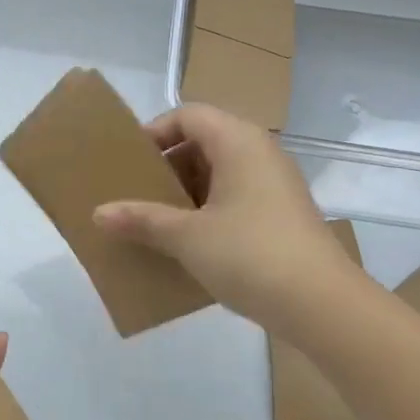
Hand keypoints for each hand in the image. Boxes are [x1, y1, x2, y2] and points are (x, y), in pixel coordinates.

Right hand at [92, 103, 360, 334]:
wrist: (320, 303)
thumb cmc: (249, 254)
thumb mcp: (187, 237)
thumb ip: (142, 220)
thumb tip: (99, 213)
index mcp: (239, 142)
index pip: (189, 115)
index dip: (155, 133)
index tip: (129, 165)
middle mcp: (260, 154)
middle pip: (204, 142)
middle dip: (167, 167)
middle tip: (137, 196)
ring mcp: (275, 186)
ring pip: (220, 174)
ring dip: (186, 194)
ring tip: (156, 222)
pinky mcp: (281, 216)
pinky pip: (236, 199)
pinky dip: (208, 212)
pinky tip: (189, 245)